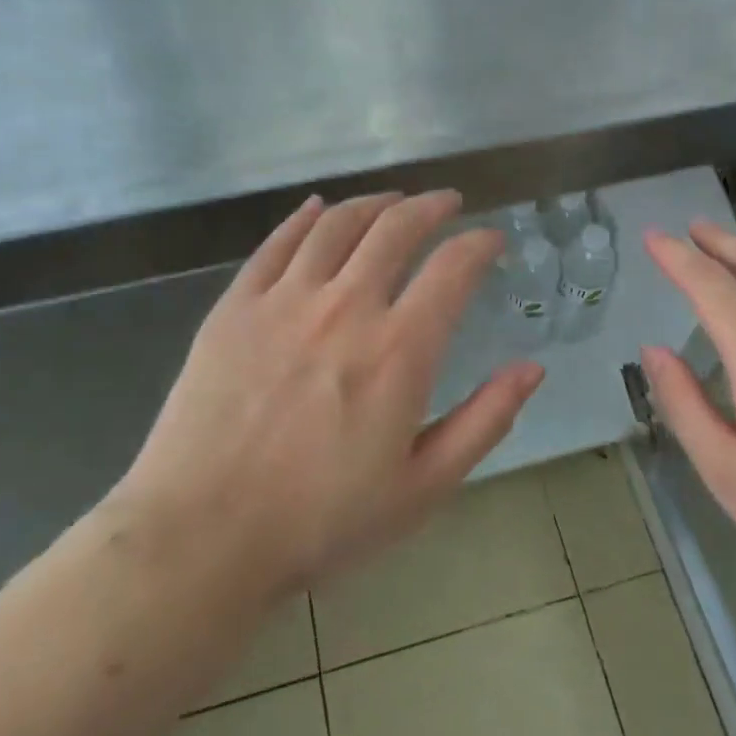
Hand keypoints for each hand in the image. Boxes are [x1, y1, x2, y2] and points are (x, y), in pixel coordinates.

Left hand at [114, 191, 544, 601]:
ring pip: (337, 224)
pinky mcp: (236, 305)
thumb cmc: (322, 521)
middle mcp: (346, 306)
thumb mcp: (423, 487)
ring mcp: (284, 300)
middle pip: (395, 228)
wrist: (203, 536)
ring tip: (391, 200)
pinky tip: (317, 209)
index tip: (492, 239)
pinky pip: (276, 243)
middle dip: (430, 207)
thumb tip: (532, 368)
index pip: (453, 268)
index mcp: (399, 350)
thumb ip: (484, 421)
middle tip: (446, 202)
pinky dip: (304, 217)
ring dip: (373, 203)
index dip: (480, 244)